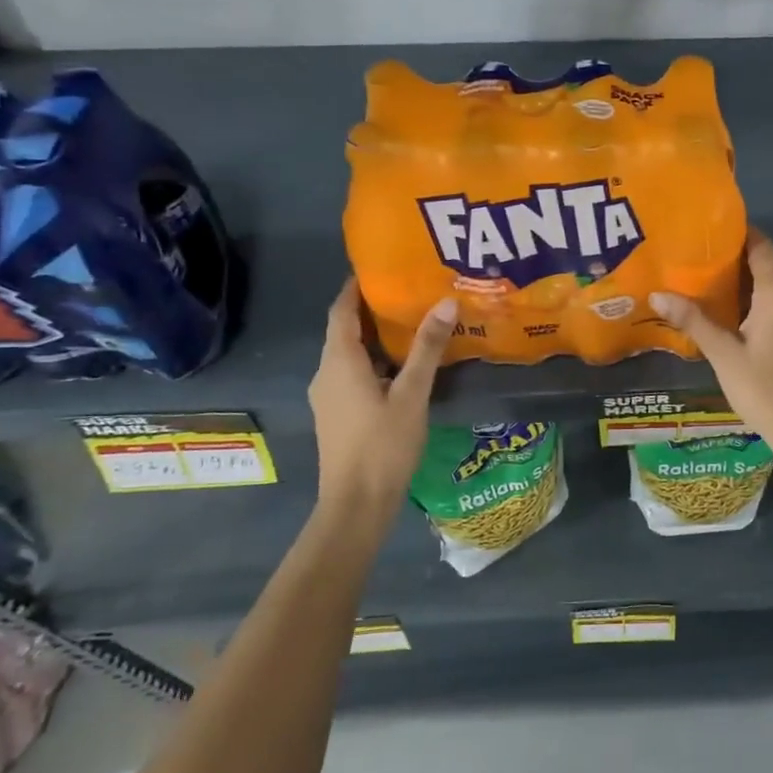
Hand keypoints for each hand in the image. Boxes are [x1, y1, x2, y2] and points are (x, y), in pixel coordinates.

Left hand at [308, 280, 457, 522]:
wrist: (357, 504)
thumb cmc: (383, 445)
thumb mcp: (412, 394)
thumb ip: (427, 348)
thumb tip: (446, 302)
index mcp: (339, 361)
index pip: (341, 310)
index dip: (356, 287)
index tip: (382, 267)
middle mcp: (326, 373)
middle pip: (345, 330)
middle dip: (372, 309)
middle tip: (409, 291)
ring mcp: (329, 396)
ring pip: (350, 354)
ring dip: (376, 337)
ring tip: (412, 322)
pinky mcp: (337, 414)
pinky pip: (353, 373)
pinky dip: (375, 360)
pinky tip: (404, 365)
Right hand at [650, 231, 772, 465]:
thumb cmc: (766, 390)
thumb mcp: (724, 356)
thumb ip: (693, 321)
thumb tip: (657, 294)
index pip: (760, 244)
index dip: (736, 234)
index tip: (707, 233)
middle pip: (769, 262)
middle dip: (737, 259)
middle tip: (698, 261)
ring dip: (750, 281)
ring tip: (711, 285)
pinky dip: (764, 299)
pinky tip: (738, 313)